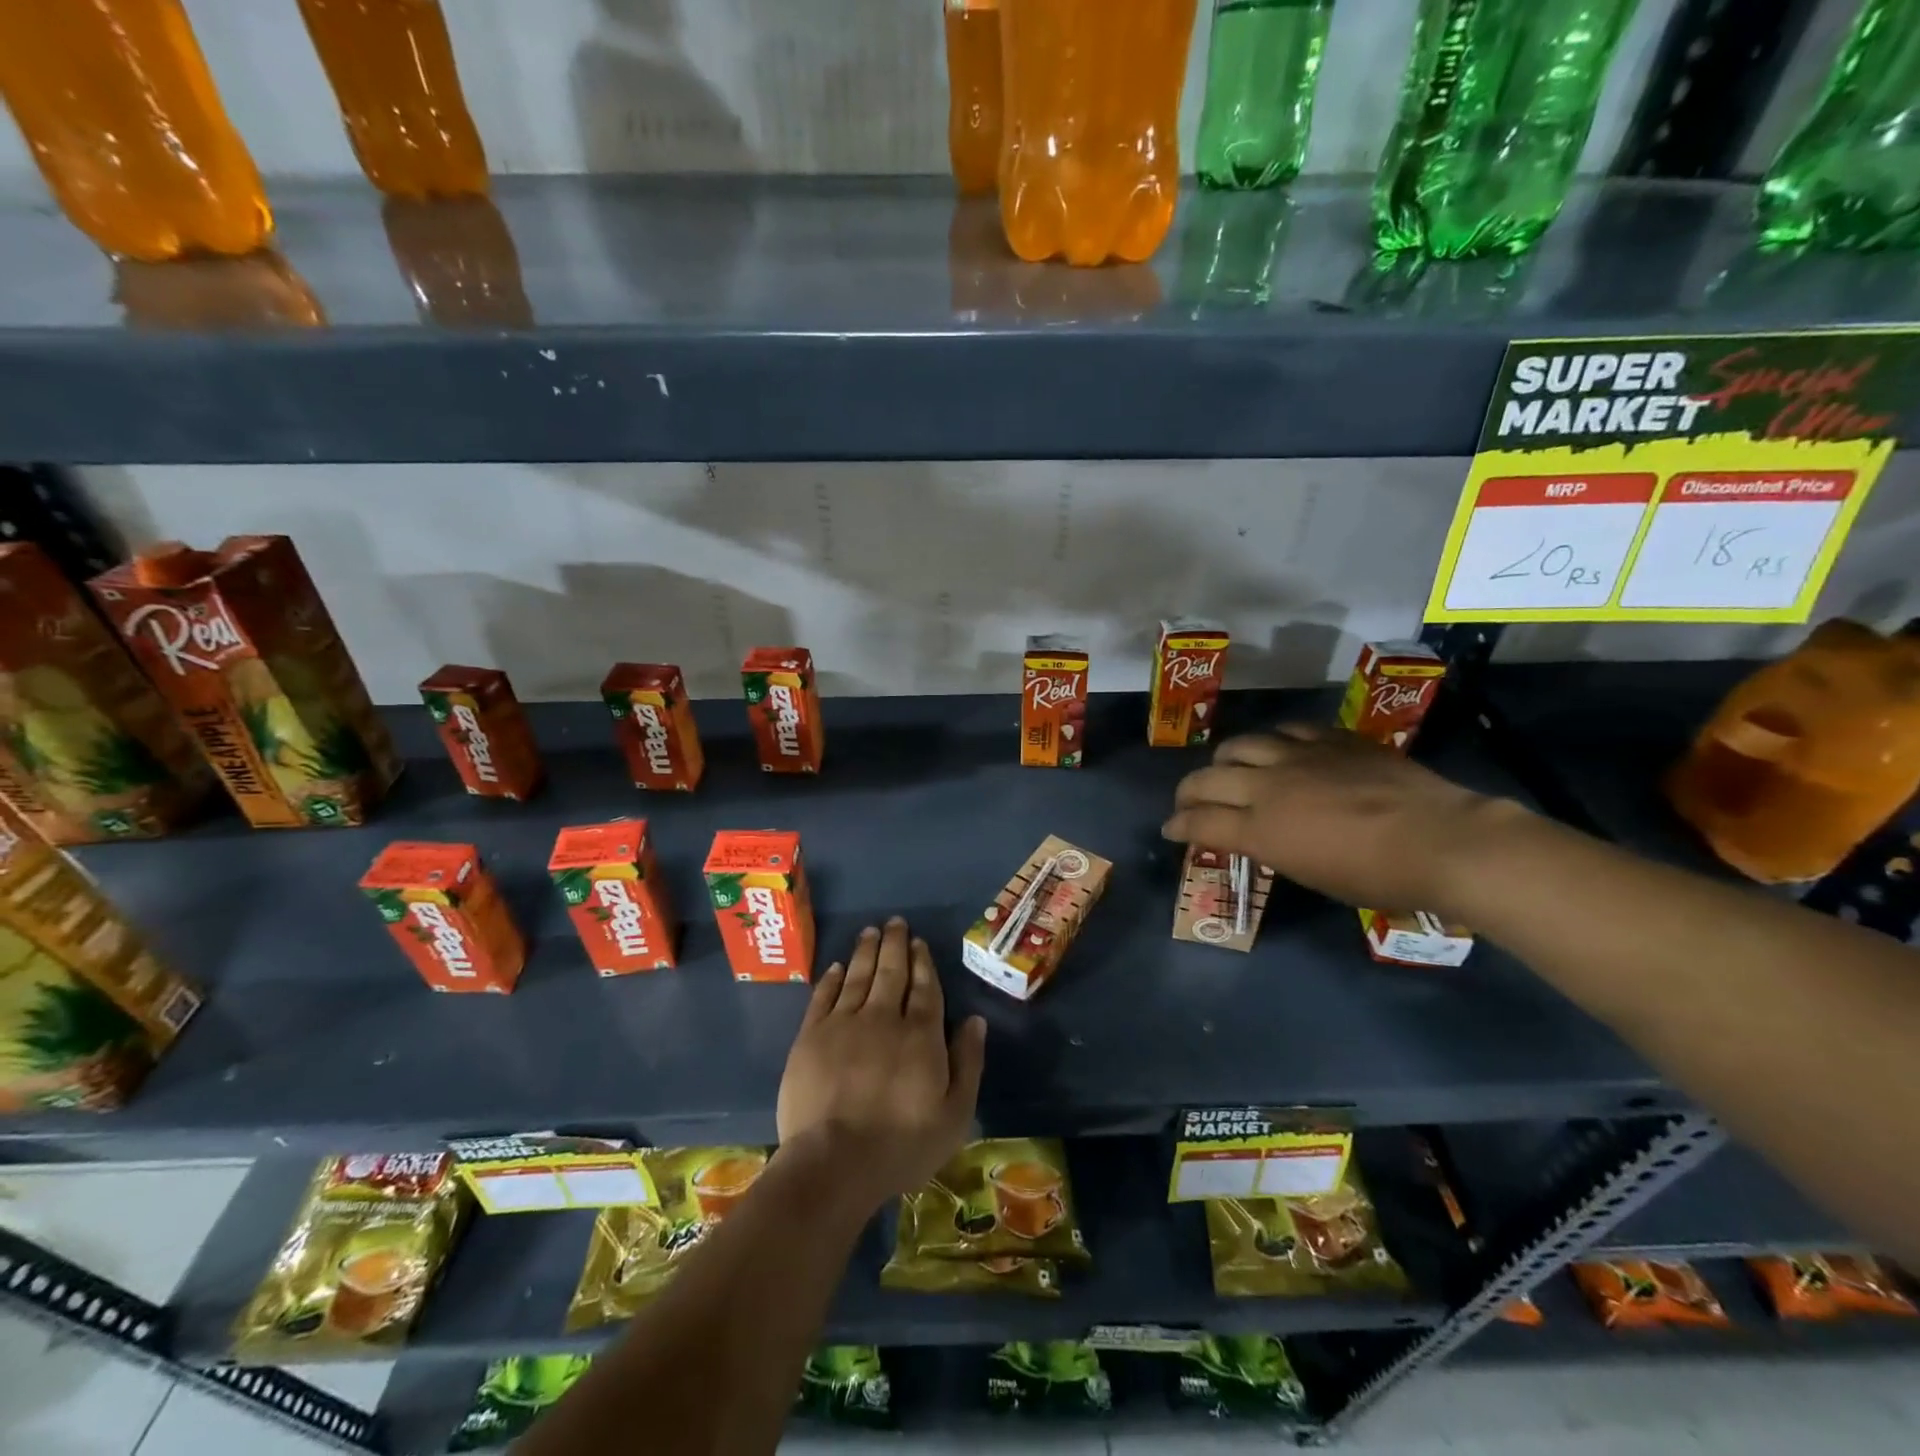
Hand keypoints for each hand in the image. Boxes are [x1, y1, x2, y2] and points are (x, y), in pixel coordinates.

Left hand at [776, 918, 986, 1213]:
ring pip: (858, 976)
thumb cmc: (902, 1145)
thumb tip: (975, 1020)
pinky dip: (833, 978)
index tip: (919, 942)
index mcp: (921, 1035)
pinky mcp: (811, 1036)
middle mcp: (883, 1018)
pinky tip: (838, 966)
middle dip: (895, 944)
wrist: (833, 1163)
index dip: (923, 962)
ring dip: (866, 951)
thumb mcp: (955, 1114)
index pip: (925, 988)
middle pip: (891, 972)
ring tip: (871, 931)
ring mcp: (844, 1024)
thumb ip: (968, 1063)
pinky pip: (824, 997)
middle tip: (896, 922)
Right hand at [1161, 724, 1523, 912]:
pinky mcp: (1331, 739)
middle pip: (1206, 780)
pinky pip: (1287, 730)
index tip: (1171, 830)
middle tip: (1189, 802)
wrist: (1442, 841)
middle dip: (1188, 793)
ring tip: (1230, 769)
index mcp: (1261, 831)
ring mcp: (1299, 757)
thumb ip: (1274, 850)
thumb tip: (1260, 838)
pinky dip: (1273, 742)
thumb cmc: (1378, 878)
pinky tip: (1280, 750)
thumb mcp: (1312, 876)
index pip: (1199, 823)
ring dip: (1225, 761)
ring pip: (1240, 745)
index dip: (1178, 826)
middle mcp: (1268, 788)